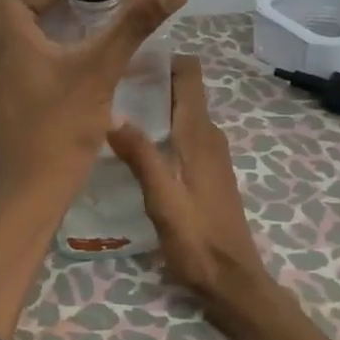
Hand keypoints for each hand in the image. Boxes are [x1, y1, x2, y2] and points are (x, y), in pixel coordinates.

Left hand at [0, 0, 186, 221]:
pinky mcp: (13, 86)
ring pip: (31, 19)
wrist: (30, 193)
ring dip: (69, 9)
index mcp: (5, 29)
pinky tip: (98, 49)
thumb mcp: (99, 71)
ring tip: (115, 15)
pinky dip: (62, 34)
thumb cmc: (57, 130)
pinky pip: (33, 44)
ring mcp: (3, 66)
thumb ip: (134, 25)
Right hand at [107, 55, 268, 313]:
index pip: (189, 75)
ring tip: (111, 106)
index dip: (163, 58)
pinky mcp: (206, 172)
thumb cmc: (198, 242)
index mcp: (199, 136)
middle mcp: (208, 137)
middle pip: (182, 90)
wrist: (232, 281)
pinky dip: (160, 126)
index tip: (126, 57)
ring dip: (153, 104)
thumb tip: (112, 113)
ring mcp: (210, 154)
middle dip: (150, 79)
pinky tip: (133, 142)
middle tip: (106, 82)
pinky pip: (182, 133)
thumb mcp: (163, 201)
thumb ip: (141, 157)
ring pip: (181, 112)